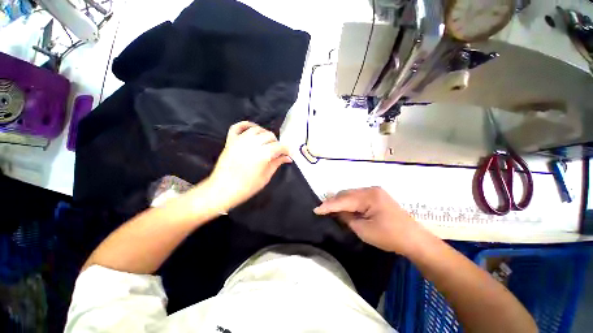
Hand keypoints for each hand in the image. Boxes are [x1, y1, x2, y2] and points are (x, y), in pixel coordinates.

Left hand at [206, 121, 291, 211]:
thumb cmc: (247, 187)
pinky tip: (252, 129)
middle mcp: (252, 143)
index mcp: (263, 154)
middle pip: (269, 135)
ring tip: (266, 143)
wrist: (223, 190)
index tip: (289, 154)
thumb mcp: (266, 177)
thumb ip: (277, 163)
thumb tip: (287, 158)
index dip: (286, 149)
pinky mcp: (230, 141)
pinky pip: (238, 127)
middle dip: (276, 143)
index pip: (279, 146)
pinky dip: (246, 125)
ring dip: (264, 134)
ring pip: (257, 129)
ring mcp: (240, 140)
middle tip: (277, 152)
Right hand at [314, 187, 427, 253]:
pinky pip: (358, 197)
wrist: (414, 240)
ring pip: (351, 194)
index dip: (328, 205)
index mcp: (368, 196)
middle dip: (334, 202)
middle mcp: (370, 189)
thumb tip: (336, 211)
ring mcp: (375, 191)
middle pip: (346, 193)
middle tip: (323, 210)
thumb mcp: (363, 230)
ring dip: (341, 202)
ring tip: (332, 210)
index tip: (316, 209)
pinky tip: (345, 209)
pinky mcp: (377, 196)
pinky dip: (350, 202)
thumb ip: (347, 218)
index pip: (343, 200)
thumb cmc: (389, 237)